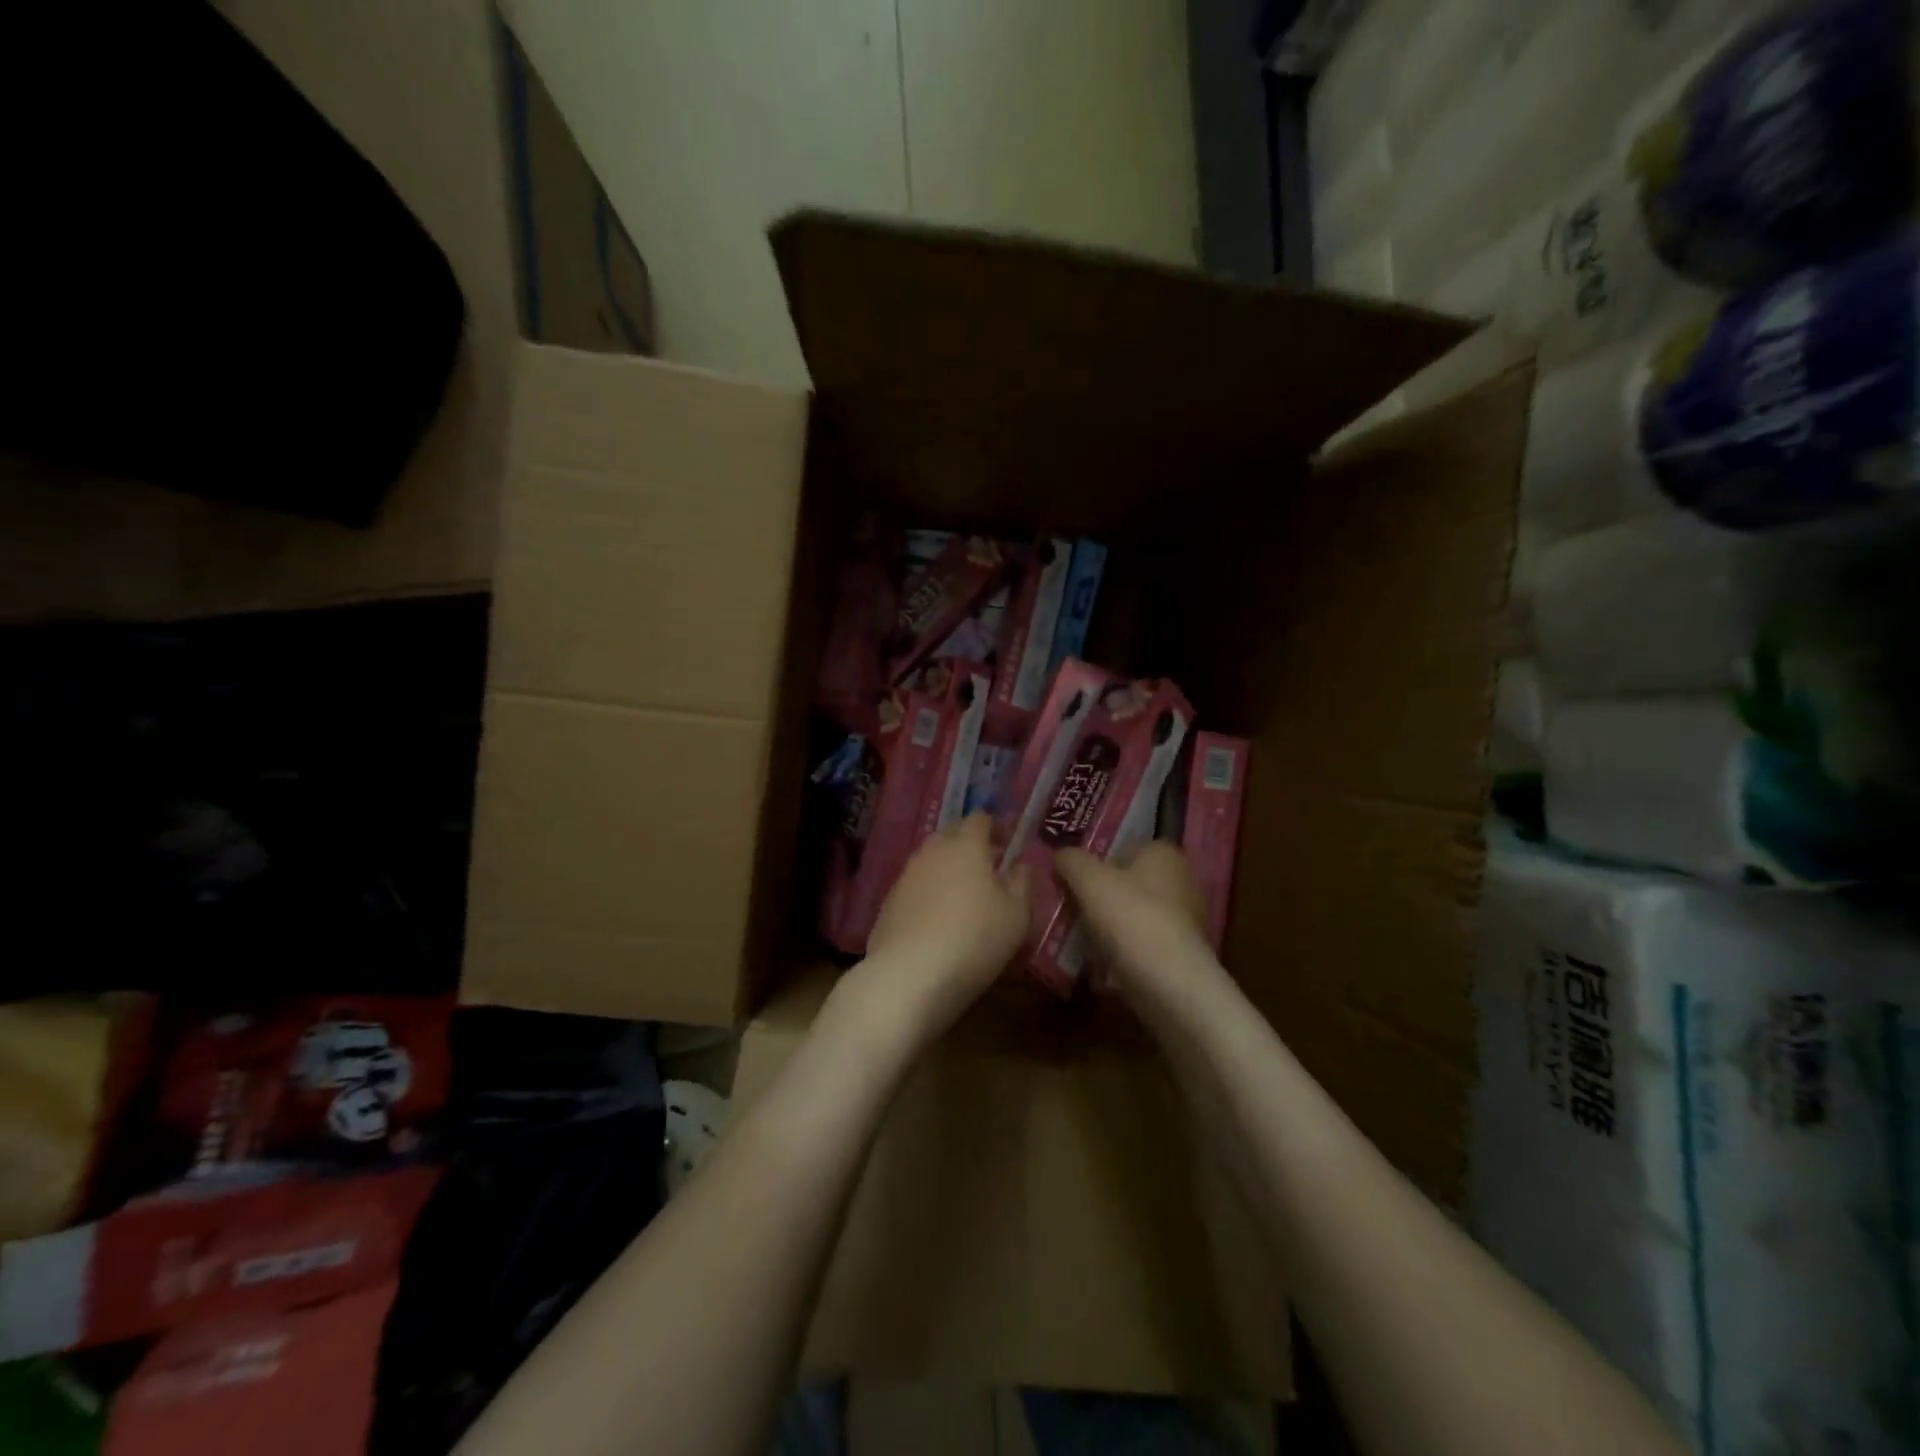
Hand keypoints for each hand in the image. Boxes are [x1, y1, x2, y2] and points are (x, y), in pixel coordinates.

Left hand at [856, 814, 1031, 1041]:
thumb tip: (1019, 865)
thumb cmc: (974, 939)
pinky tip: (937, 919)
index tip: (1007, 844)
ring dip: (948, 868)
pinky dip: (929, 892)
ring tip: (963, 895)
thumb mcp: (1017, 915)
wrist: (909, 975)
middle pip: (952, 833)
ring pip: (931, 859)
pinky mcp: (889, 901)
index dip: (995, 827)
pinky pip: (915, 885)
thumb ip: (1022, 883)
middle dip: (970, 843)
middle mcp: (932, 851)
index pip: (979, 818)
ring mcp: (906, 875)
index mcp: (966, 845)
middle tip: (988, 867)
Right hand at [1054, 842, 1210, 992]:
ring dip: (1112, 924)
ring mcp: (1187, 920)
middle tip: (1072, 904)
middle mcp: (1183, 881)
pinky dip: (1124, 949)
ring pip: (1136, 914)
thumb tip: (1061, 854)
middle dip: (1104, 893)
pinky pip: (1144, 943)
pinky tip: (1101, 961)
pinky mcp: (1183, 954)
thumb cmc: (1131, 917)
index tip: (1075, 875)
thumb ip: (1072, 860)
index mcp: (1165, 854)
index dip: (1100, 858)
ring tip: (1079, 936)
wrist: (1170, 983)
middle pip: (1131, 882)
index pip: (1128, 846)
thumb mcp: (1089, 880)